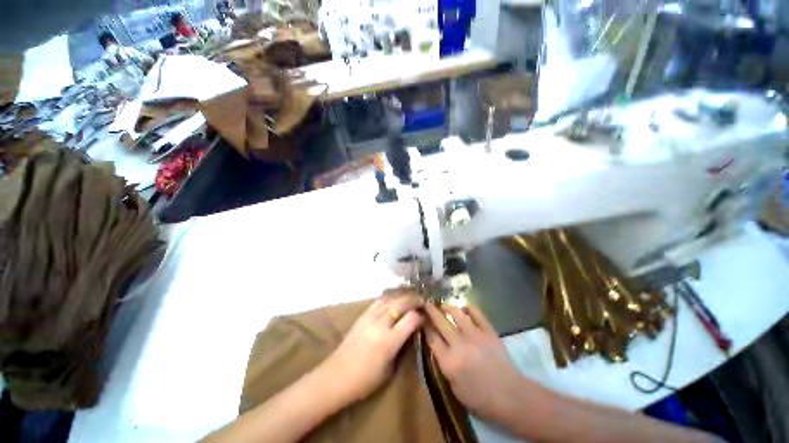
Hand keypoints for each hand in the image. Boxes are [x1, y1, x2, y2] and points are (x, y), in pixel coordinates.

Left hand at [319, 289, 423, 405]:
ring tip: (410, 297)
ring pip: (390, 298)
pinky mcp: (362, 315)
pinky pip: (378, 301)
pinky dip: (389, 297)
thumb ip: (402, 348)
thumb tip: (411, 332)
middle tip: (422, 300)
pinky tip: (393, 299)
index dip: (420, 316)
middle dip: (414, 299)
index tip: (425, 316)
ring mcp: (370, 317)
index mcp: (389, 341)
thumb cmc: (365, 380)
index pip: (411, 319)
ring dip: (402, 295)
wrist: (336, 376)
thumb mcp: (390, 369)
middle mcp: (380, 324)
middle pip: (401, 303)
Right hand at [424, 303, 524, 420]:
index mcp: (448, 361)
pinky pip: (476, 312)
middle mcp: (459, 344)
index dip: (424, 325)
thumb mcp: (454, 388)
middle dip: (431, 311)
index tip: (421, 318)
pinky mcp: (488, 330)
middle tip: (426, 303)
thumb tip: (437, 346)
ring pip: (456, 313)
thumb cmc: (480, 398)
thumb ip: (444, 365)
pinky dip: (468, 307)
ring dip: (447, 306)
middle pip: (440, 321)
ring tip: (443, 305)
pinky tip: (464, 307)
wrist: (510, 396)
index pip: (431, 337)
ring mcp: (474, 334)